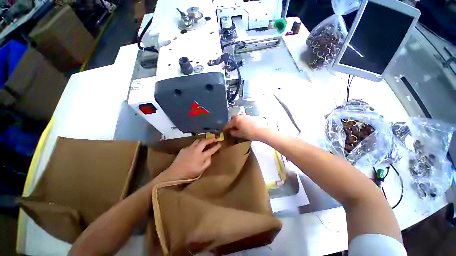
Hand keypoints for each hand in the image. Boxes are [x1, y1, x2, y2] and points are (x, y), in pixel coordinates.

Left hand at [164, 139, 220, 179]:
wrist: (175, 172)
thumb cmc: (190, 173)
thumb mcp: (201, 170)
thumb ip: (207, 162)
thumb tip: (210, 155)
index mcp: (201, 156)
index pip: (211, 150)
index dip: (216, 146)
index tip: (220, 144)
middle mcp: (196, 150)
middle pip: (204, 141)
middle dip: (210, 139)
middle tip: (214, 138)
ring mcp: (190, 148)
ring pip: (198, 140)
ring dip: (203, 139)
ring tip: (206, 140)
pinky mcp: (184, 148)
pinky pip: (192, 144)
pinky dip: (196, 144)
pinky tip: (196, 147)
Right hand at [225, 115, 269, 140]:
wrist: (261, 131)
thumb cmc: (249, 133)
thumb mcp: (239, 134)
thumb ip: (233, 133)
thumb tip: (231, 132)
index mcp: (236, 119)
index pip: (228, 124)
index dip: (226, 128)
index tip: (225, 132)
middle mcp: (240, 116)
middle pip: (233, 119)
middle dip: (231, 124)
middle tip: (231, 130)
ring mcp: (246, 116)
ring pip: (239, 119)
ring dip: (237, 123)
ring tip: (238, 129)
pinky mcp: (251, 117)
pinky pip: (244, 119)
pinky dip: (242, 123)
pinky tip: (244, 127)